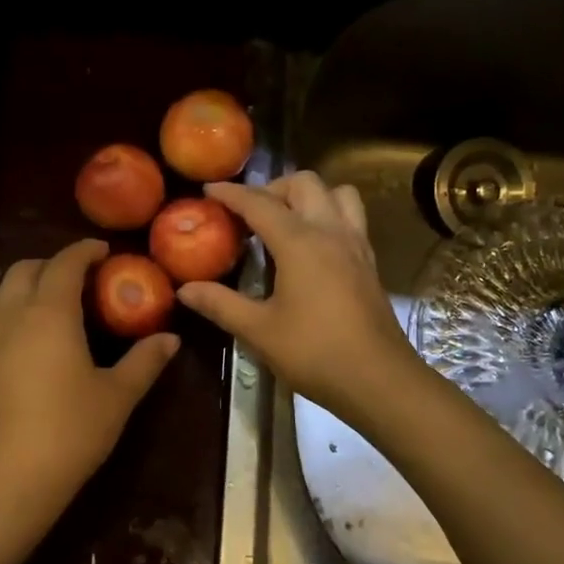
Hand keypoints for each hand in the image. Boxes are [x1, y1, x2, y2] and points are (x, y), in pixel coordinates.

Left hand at [0, 239, 178, 560]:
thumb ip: (144, 361)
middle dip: (54, 262)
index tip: (106, 250)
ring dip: (32, 281)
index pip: (65, 264)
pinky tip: (43, 333)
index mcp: (50, 314)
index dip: (85, 251)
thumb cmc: (69, 432)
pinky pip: (0, 315)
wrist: (8, 480)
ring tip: (64, 299)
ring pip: (6, 290)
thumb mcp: (117, 396)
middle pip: (27, 269)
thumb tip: (170, 338)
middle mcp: (16, 317)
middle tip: (86, 275)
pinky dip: (20, 305)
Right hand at [177, 173, 421, 422]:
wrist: (379, 380)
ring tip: (285, 220)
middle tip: (249, 213)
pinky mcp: (369, 262)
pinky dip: (328, 215)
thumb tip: (185, 290)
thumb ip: (220, 304)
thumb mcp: (258, 330)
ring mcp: (356, 244)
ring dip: (309, 196)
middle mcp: (331, 231)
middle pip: (304, 183)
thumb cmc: (314, 353)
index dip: (232, 193)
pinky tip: (312, 246)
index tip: (208, 189)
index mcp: (300, 242)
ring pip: (337, 193)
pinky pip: (351, 217)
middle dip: (272, 188)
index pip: (259, 203)